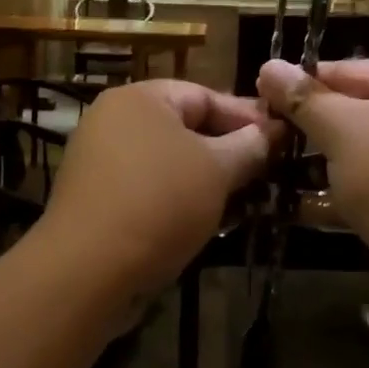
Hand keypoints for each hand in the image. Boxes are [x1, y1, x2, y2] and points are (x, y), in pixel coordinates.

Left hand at [32, 81, 279, 299]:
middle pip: (185, 127)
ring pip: (168, 161)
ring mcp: (100, 159)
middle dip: (228, 150)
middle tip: (267, 169)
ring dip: (206, 178)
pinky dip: (178, 198)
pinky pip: (148, 187)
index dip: (247, 117)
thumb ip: (249, 146)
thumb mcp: (216, 170)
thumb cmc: (159, 203)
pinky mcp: (95, 198)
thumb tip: (272, 131)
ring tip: (245, 198)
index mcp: (140, 97)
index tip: (282, 138)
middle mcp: (114, 119)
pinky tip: (207, 220)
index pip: (205, 95)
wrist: (86, 272)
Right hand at [257, 59, 368, 304]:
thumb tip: (268, 65)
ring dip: (312, 163)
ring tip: (263, 166)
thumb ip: (304, 98)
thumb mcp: (345, 131)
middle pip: (349, 111)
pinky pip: (362, 187)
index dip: (301, 81)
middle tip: (257, 134)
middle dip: (304, 126)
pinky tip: (287, 204)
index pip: (347, 70)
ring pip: (353, 152)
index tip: (257, 95)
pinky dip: (331, 194)